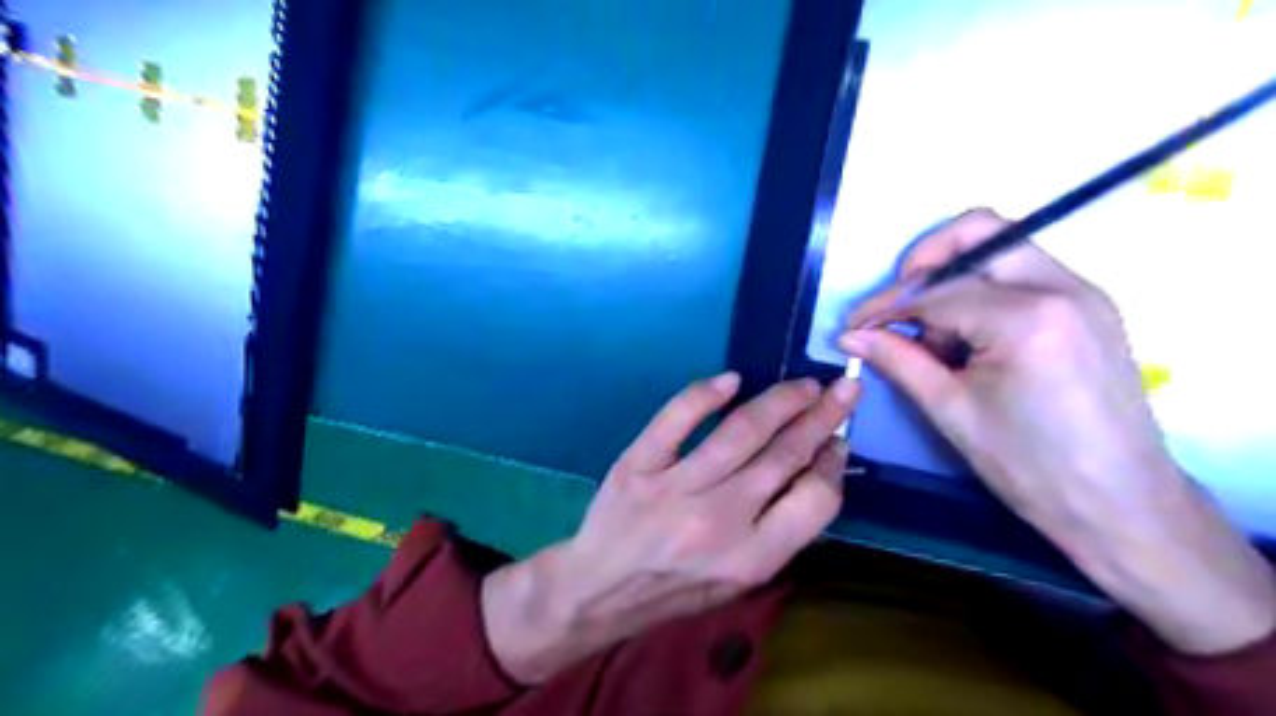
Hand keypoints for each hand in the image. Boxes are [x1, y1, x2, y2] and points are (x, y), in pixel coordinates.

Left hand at [484, 375, 862, 682]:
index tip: (838, 440)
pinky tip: (731, 380)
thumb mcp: (741, 580)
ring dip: (779, 401)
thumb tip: (817, 469)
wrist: (602, 589)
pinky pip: (676, 420)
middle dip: (821, 418)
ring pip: (740, 432)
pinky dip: (705, 394)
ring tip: (803, 384)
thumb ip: (781, 532)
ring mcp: (675, 488)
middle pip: (783, 456)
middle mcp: (719, 521)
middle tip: (841, 390)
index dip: (833, 465)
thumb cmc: (679, 587)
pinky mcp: (638, 465)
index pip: (814, 501)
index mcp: (751, 558)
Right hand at [846, 206, 1270, 654]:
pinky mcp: (1088, 306)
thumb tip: (850, 336)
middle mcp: (1062, 287)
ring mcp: (1083, 292)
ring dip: (953, 277)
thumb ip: (898, 361)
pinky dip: (983, 291)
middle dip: (924, 261)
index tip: (854, 327)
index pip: (936, 292)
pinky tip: (968, 337)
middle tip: (896, 304)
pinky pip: (1022, 273)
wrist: (1122, 505)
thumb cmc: (1030, 467)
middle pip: (979, 232)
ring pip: (1001, 248)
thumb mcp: (951, 412)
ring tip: (935, 336)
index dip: (886, 308)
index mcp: (1027, 318)